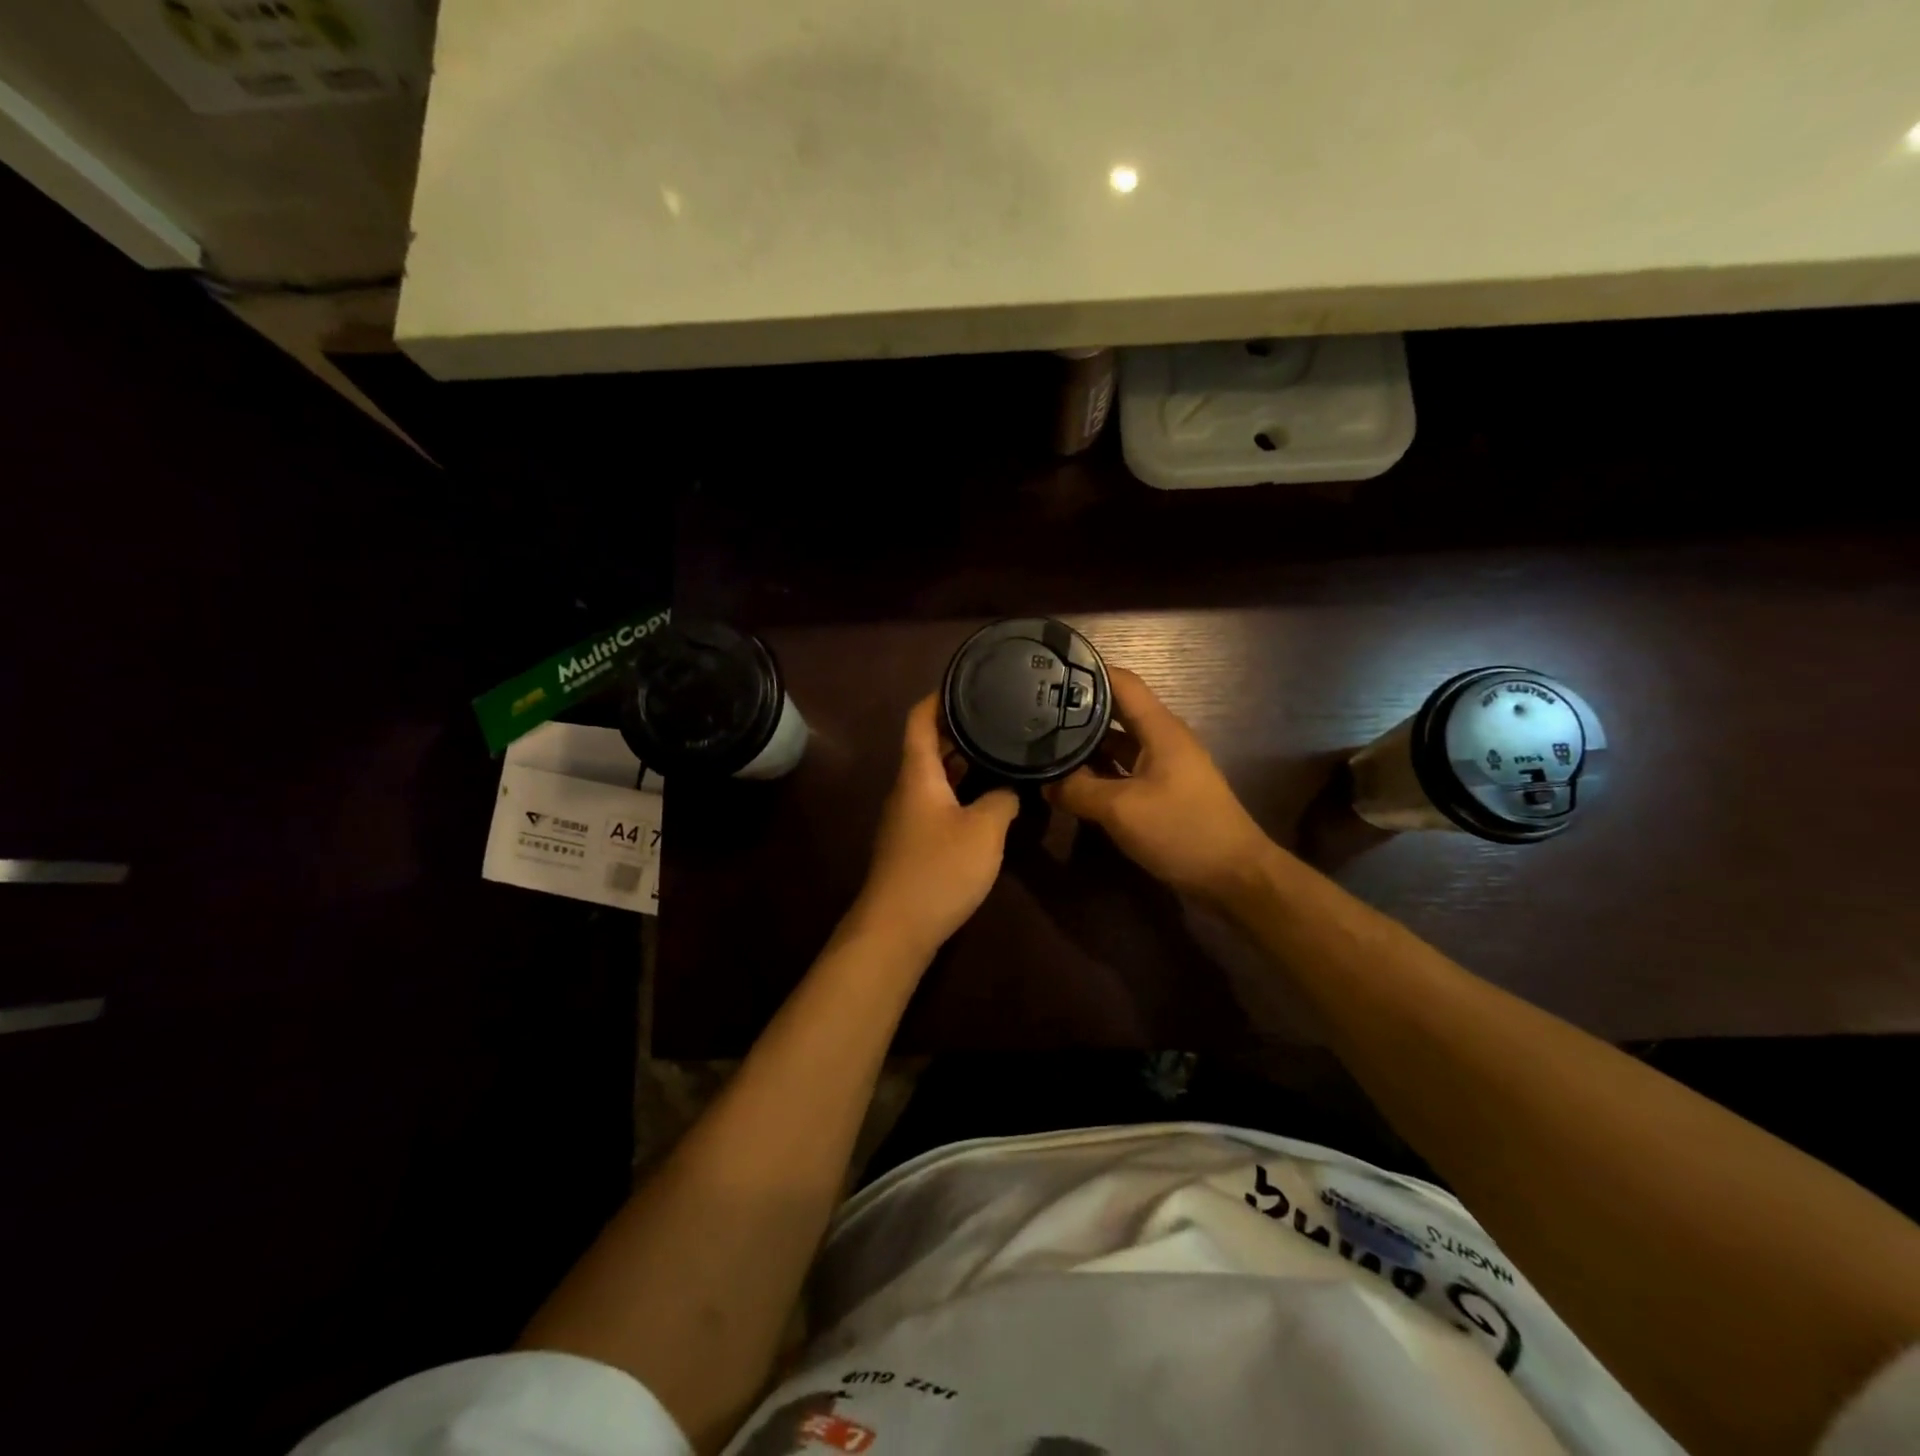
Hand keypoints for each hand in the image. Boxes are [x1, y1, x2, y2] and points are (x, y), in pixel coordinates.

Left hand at [848, 695, 1019, 959]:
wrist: (897, 928)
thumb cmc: (939, 869)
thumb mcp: (984, 830)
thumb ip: (1002, 799)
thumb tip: (1011, 787)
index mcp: (917, 774)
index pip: (919, 718)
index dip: (939, 696)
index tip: (969, 681)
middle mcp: (907, 788)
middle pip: (927, 745)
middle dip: (959, 728)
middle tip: (998, 714)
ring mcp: (908, 816)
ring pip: (934, 775)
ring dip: (961, 760)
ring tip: (999, 748)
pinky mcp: (914, 841)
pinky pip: (937, 800)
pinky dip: (960, 789)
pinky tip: (988, 797)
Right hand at [1044, 667, 1275, 904]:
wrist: (1234, 877)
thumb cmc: (1182, 830)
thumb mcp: (1121, 810)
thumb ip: (1078, 791)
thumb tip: (1045, 782)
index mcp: (1160, 729)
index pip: (1122, 682)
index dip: (1088, 669)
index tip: (1051, 668)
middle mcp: (1162, 740)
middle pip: (1116, 711)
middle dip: (1079, 708)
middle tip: (1035, 708)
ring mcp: (1164, 767)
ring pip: (1118, 743)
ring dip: (1086, 742)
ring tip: (1044, 739)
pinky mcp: (1163, 792)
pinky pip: (1124, 770)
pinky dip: (1099, 770)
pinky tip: (1071, 779)